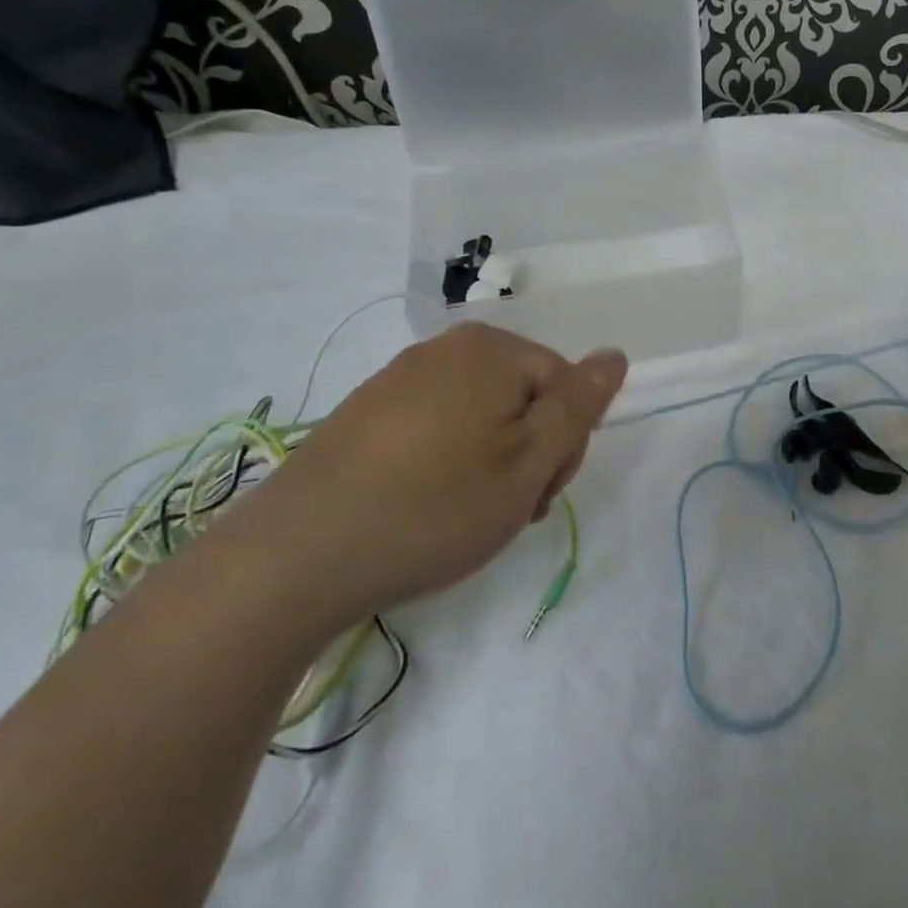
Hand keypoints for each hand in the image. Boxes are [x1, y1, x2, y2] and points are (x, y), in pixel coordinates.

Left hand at [240, 323, 626, 626]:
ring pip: (481, 415)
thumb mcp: (528, 462)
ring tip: (462, 516)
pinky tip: (422, 507)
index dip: (565, 445)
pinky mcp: (364, 413)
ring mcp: (398, 377)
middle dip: (528, 452)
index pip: (566, 386)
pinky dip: (445, 463)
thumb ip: (579, 405)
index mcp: (491, 349)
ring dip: (490, 462)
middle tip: (504, 510)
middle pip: (524, 395)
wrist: (292, 559)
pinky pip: (435, 426)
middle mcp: (445, 348)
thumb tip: (615, 355)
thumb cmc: (433, 507)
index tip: (536, 496)